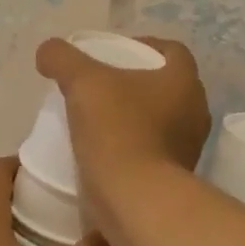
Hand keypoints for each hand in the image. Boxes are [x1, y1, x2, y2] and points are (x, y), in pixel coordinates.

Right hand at [33, 36, 210, 214]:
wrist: (134, 200)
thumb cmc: (117, 130)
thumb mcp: (82, 83)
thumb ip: (63, 59)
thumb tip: (48, 51)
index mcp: (184, 81)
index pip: (172, 51)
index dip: (144, 45)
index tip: (115, 54)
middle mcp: (196, 111)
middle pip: (167, 86)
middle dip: (138, 83)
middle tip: (103, 86)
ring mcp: (190, 147)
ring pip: (163, 120)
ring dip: (136, 116)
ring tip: (101, 119)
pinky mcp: (176, 177)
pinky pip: (155, 151)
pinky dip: (134, 146)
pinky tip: (106, 151)